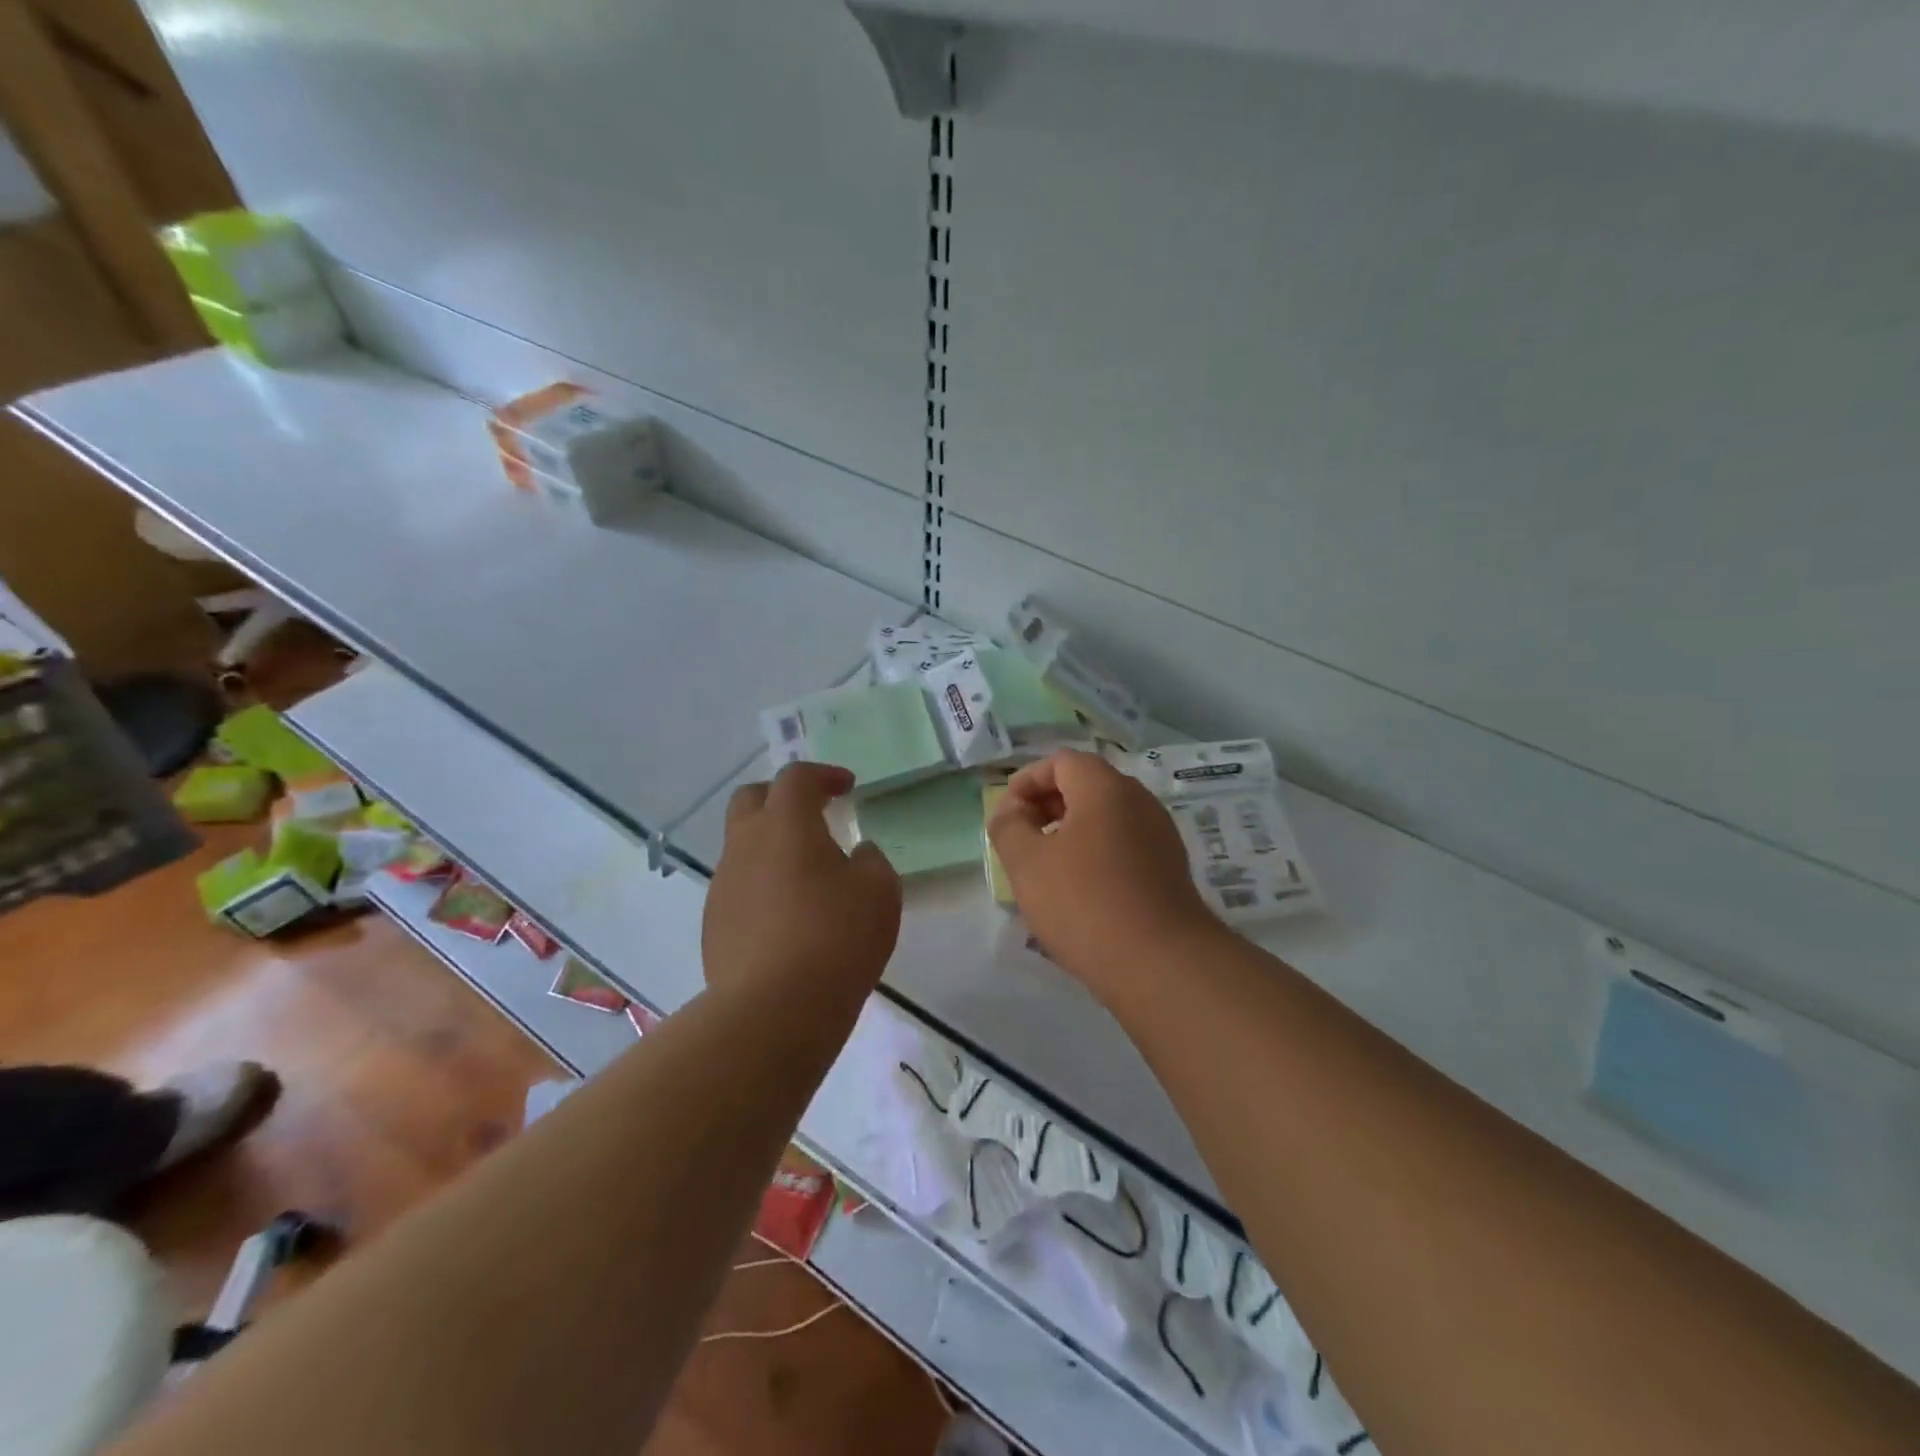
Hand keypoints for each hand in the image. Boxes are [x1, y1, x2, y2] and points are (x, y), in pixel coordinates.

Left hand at [703, 762, 902, 1009]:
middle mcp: (745, 844)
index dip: (823, 775)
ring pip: (741, 845)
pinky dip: (762, 884)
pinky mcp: (713, 923)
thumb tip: (857, 855)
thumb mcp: (879, 891)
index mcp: (785, 824)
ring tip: (806, 875)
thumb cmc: (836, 937)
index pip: (796, 778)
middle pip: (751, 799)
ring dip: (771, 845)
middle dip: (781, 798)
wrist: (773, 1009)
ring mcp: (723, 885)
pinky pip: (738, 886)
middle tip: (813, 814)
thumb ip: (871, 861)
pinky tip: (787, 916)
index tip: (846, 788)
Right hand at [988, 748, 1221, 1001]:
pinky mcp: (1169, 868)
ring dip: (1070, 831)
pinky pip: (1124, 844)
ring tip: (1046, 867)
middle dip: (1047, 805)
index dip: (1027, 781)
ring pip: (1106, 817)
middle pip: (1086, 785)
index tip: (1007, 814)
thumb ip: (1008, 826)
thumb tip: (1011, 810)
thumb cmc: (1085, 903)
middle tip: (1022, 838)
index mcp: (1106, 788)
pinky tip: (1080, 891)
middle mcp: (1139, 801)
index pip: (1061, 761)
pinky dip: (1096, 852)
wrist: (1161, 964)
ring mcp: (1160, 834)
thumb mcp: (1027, 863)